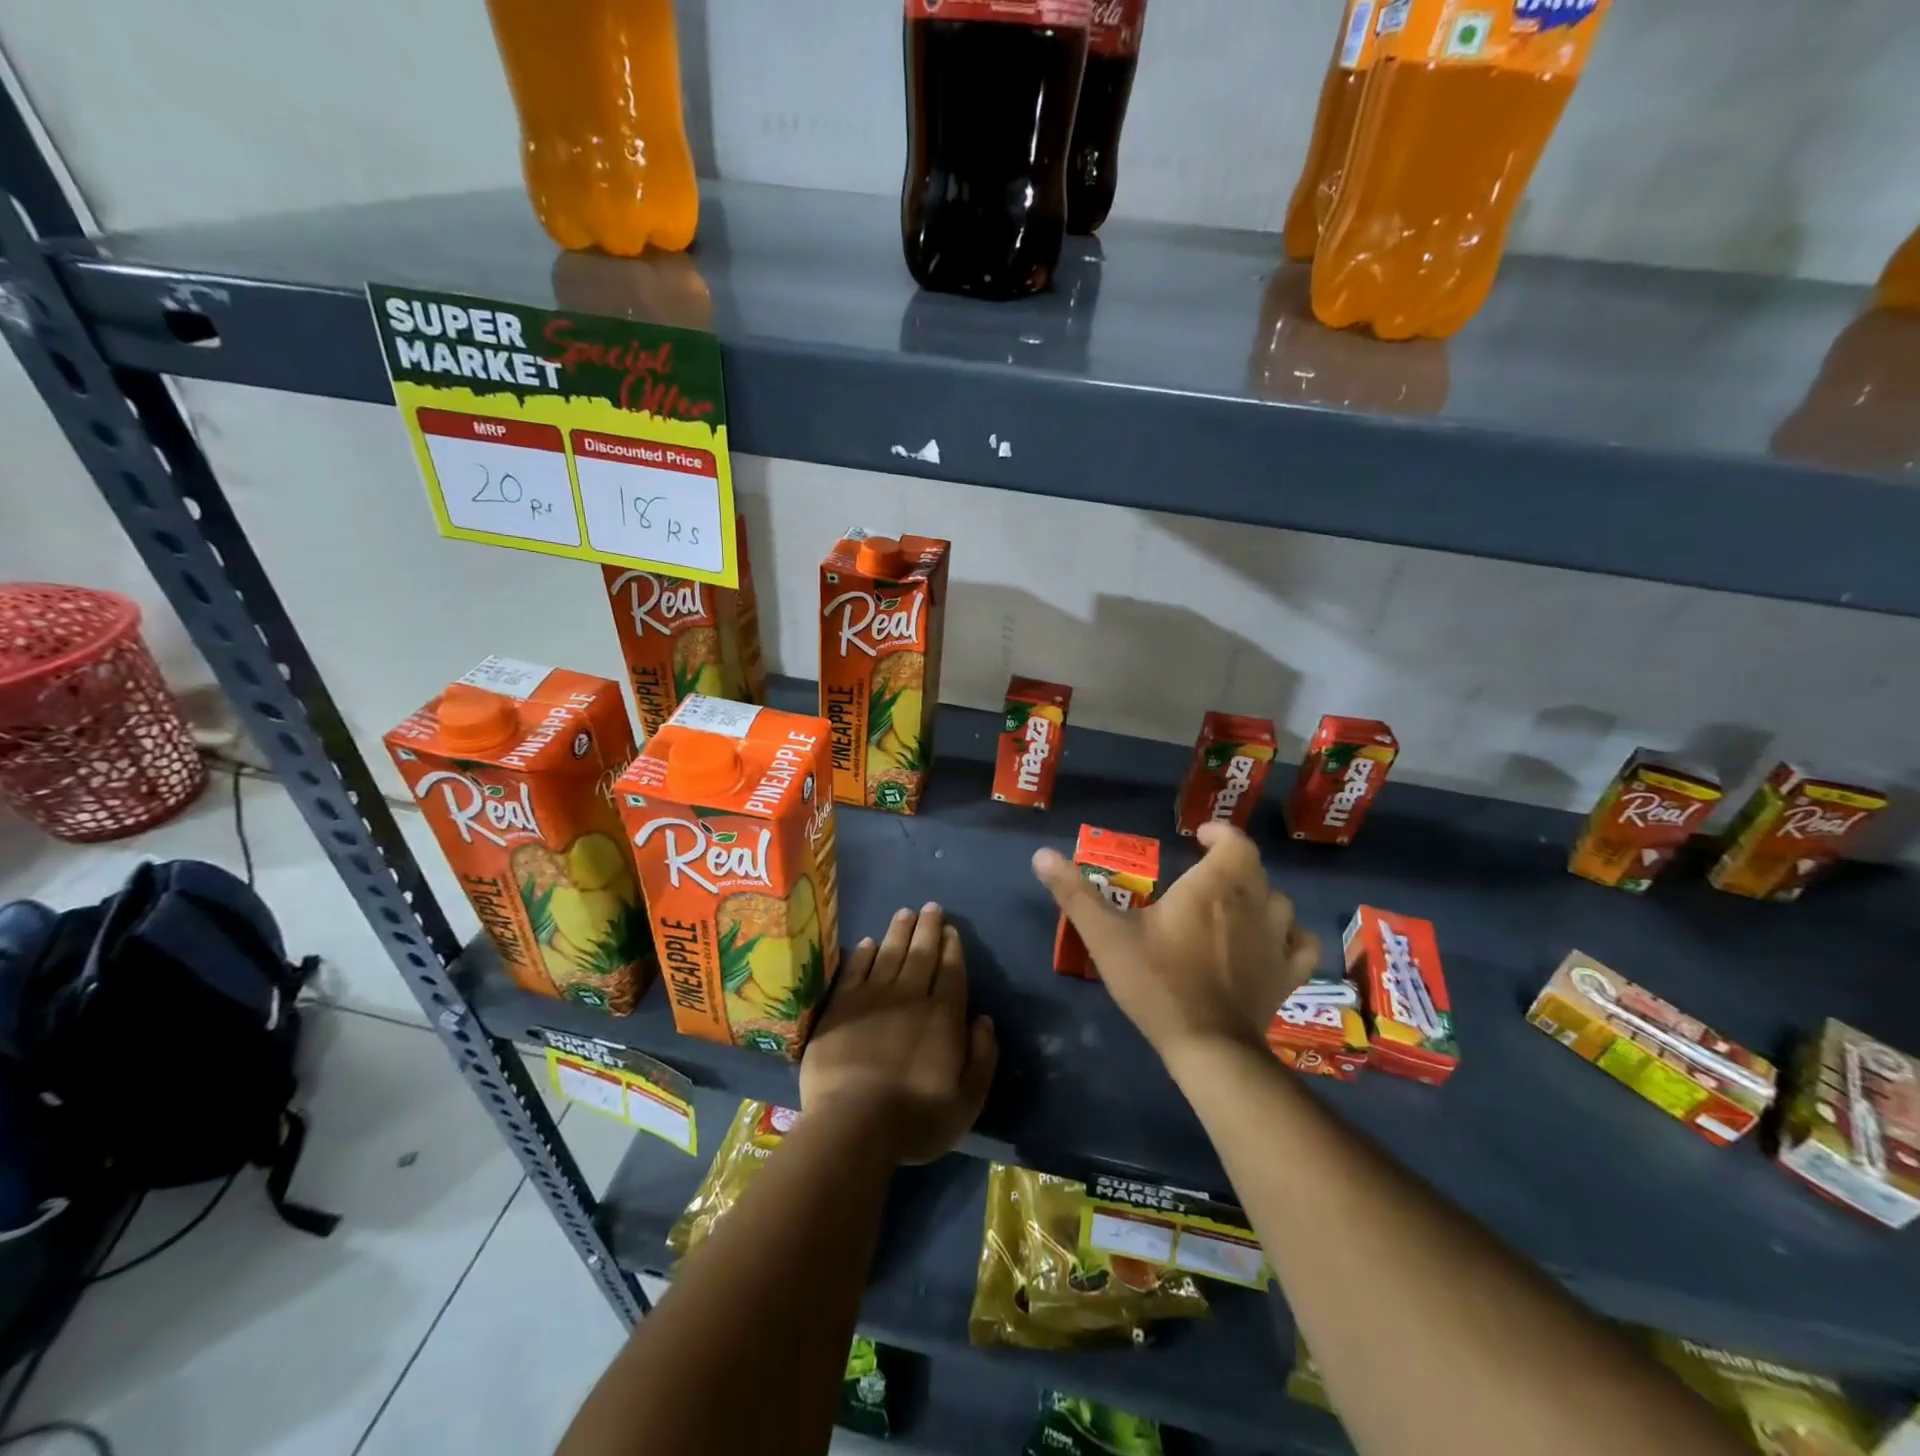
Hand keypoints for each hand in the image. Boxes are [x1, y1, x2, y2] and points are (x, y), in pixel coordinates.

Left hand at [800, 903, 997, 1165]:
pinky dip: (862, 954)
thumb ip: (982, 1057)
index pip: (951, 972)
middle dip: (928, 928)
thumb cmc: (915, 1119)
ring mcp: (872, 999)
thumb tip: (984, 1020)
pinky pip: (854, 971)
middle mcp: (909, 997)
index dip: (952, 948)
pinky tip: (867, 942)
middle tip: (931, 907)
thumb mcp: (968, 1101)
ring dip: (899, 931)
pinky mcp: (840, 1007)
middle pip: (921, 954)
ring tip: (905, 912)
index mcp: (942, 1017)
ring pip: (889, 954)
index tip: (951, 929)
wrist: (853, 1124)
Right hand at [1032, 823, 1319, 1064]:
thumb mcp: (1106, 936)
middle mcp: (1254, 903)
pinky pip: (1301, 943)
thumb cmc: (1156, 982)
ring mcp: (1277, 940)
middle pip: (1254, 869)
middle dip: (1232, 864)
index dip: (1220, 834)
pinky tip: (1274, 941)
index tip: (1198, 838)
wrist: (1207, 1047)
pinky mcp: (1289, 974)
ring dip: (1259, 895)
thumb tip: (1041, 854)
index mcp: (1214, 886)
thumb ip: (1074, 893)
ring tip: (1233, 905)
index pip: (1235, 842)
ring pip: (1279, 902)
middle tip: (1203, 874)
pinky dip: (1290, 934)